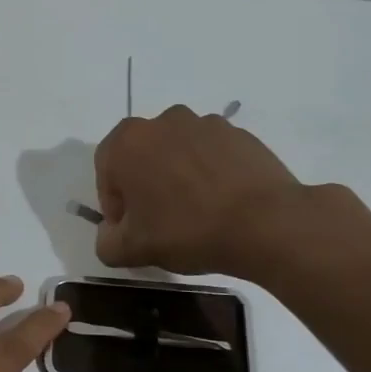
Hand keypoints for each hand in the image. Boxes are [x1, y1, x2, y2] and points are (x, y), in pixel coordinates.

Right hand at [94, 105, 306, 274]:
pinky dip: (209, 173)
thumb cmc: (186, 230)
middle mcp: (163, 122)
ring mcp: (205, 124)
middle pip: (142, 155)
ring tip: (194, 212)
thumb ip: (106, 242)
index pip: (105, 169)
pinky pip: (211, 153)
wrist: (265, 223)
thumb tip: (111, 235)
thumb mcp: (131, 250)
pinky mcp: (239, 134)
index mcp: (128, 142)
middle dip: (144, 184)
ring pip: (177, 151)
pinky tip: (221, 203)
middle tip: (158, 220)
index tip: (129, 228)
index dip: (113, 202)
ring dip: (177, 175)